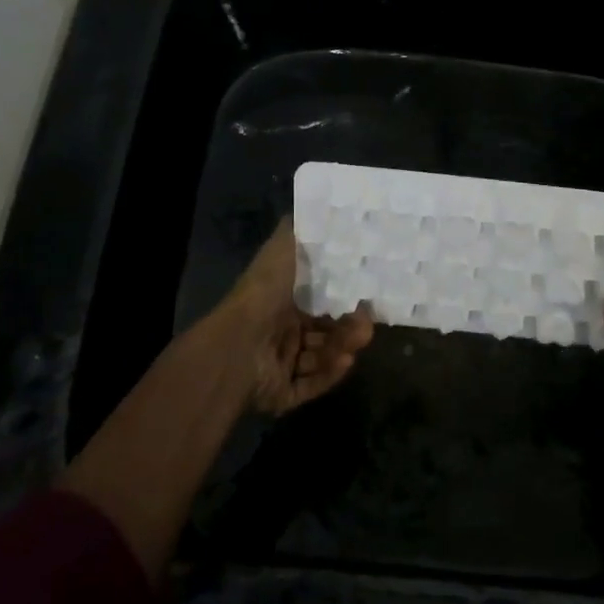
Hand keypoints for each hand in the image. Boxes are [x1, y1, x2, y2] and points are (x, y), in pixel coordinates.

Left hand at [214, 221, 374, 415]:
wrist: (236, 346)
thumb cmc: (262, 296)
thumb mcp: (281, 251)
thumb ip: (297, 233)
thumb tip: (314, 209)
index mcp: (280, 303)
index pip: (318, 303)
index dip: (342, 301)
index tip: (366, 299)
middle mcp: (280, 333)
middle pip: (324, 332)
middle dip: (348, 328)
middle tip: (367, 326)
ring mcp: (280, 365)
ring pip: (321, 358)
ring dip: (341, 349)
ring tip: (356, 343)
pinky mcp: (282, 394)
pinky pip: (311, 385)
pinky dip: (328, 375)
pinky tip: (344, 362)